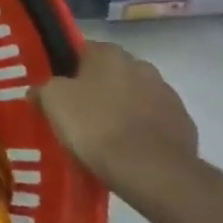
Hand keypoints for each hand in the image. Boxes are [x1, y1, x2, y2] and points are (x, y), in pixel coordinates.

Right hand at [37, 42, 203, 214]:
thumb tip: (37, 91)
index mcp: (109, 54)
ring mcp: (168, 95)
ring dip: (123, 109)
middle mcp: (142, 65)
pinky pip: (155, 122)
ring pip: (136, 97)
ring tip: (106, 136)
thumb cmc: (96, 126)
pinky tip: (130, 150)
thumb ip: (43, 89)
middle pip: (112, 73)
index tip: (59, 90)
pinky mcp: (184, 124)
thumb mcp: (53, 102)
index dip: (68, 69)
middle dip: (98, 88)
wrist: (152, 171)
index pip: (83, 50)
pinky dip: (143, 130)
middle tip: (80, 113)